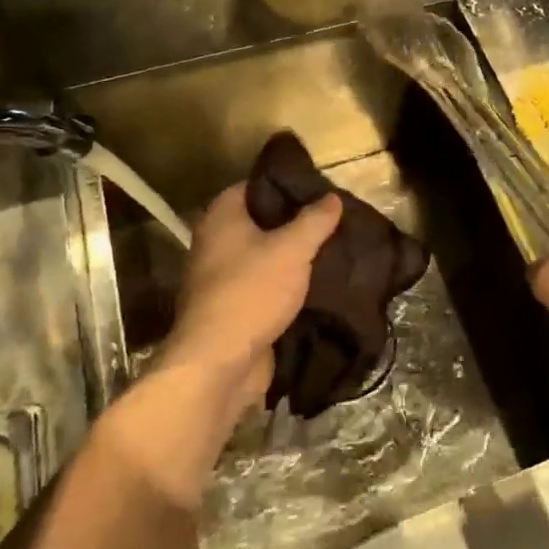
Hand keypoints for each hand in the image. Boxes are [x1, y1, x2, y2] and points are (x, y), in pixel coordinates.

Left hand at [99, 184, 339, 507]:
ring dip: (292, 257)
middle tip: (332, 220)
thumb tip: (332, 197)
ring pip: (264, 256)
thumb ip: (314, 220)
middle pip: (261, 222)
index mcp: (222, 217)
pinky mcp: (232, 309)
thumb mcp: (292, 249)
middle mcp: (215, 243)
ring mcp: (221, 278)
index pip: (254, 186)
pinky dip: (287, 285)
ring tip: (332, 249)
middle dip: (295, 222)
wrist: (219, 363)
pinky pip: (264, 286)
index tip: (318, 189)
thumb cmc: (251, 292)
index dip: (286, 184)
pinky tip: (319, 284)